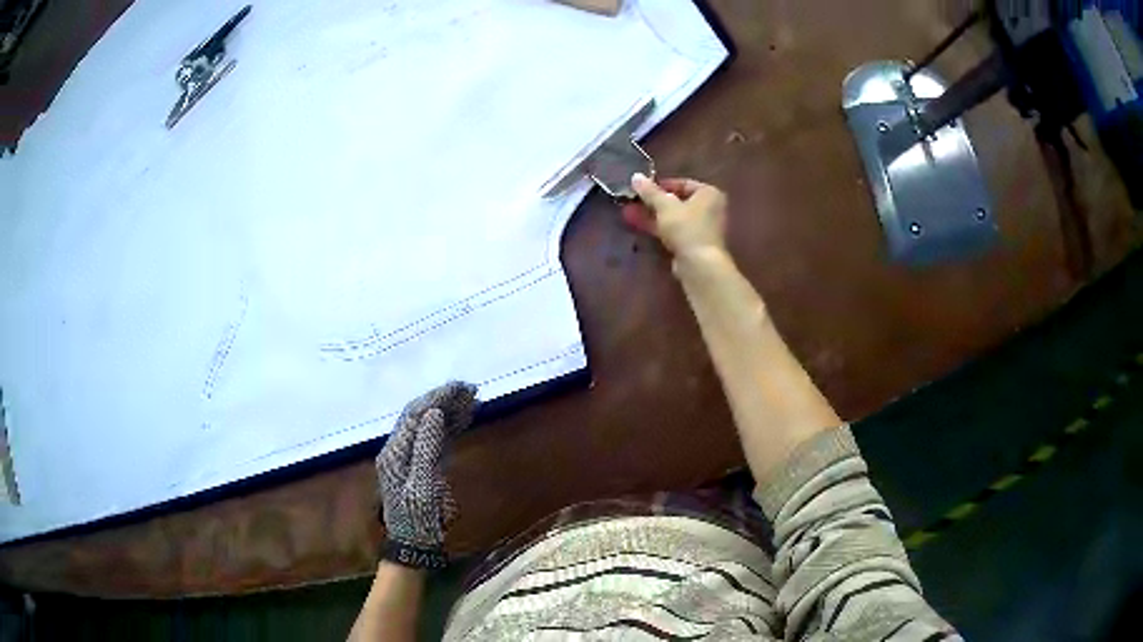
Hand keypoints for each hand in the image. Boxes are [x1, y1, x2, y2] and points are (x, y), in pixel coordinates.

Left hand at [375, 382, 477, 560]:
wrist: (415, 545)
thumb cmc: (419, 518)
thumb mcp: (424, 485)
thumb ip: (426, 448)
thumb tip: (433, 414)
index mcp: (395, 451)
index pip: (415, 415)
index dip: (437, 398)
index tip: (461, 388)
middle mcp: (399, 449)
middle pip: (420, 416)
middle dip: (443, 400)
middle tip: (470, 390)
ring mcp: (409, 458)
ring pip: (428, 426)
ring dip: (448, 411)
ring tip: (472, 399)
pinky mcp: (421, 466)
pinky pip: (434, 439)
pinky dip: (449, 427)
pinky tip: (464, 419)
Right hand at [622, 174, 727, 261]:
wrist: (700, 264)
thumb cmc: (687, 227)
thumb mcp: (665, 206)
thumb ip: (650, 191)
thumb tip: (635, 176)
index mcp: (709, 194)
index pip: (683, 184)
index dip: (661, 186)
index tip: (642, 189)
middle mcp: (710, 209)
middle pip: (677, 202)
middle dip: (653, 203)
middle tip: (632, 202)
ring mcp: (702, 229)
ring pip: (674, 218)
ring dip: (652, 216)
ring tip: (628, 214)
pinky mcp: (694, 245)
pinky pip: (675, 232)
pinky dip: (659, 229)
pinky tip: (640, 227)